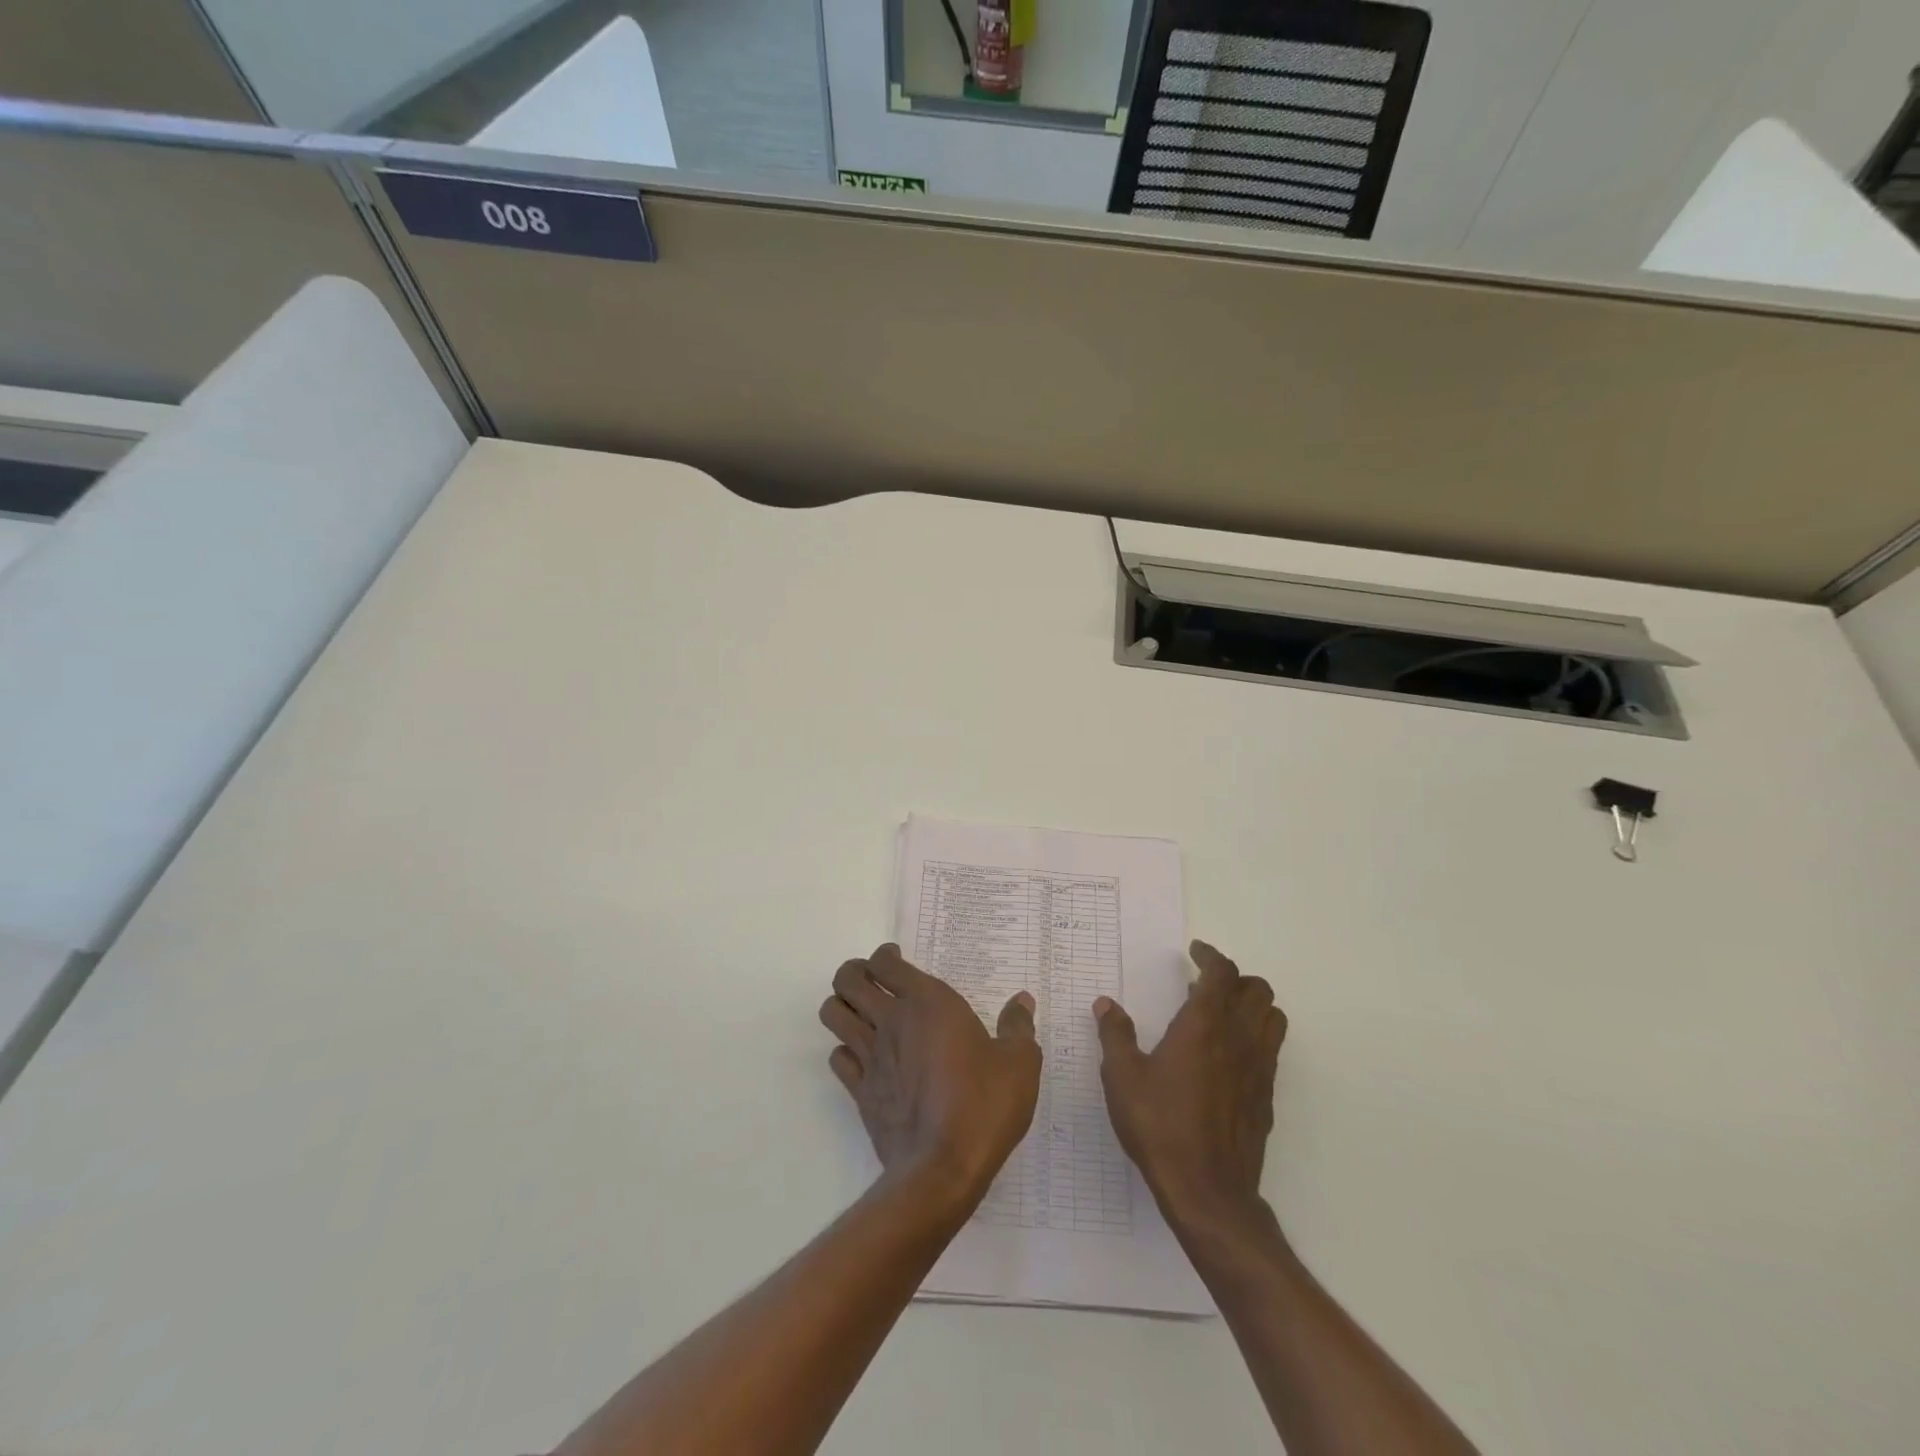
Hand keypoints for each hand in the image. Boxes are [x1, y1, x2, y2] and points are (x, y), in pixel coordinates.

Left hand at [820, 944, 1040, 1201]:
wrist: (943, 1167)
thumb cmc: (984, 1104)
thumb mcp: (1019, 1063)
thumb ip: (1019, 1026)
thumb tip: (1022, 1001)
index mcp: (927, 1002)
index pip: (885, 962)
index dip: (885, 955)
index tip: (896, 959)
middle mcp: (891, 1020)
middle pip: (848, 979)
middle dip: (854, 973)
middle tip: (873, 981)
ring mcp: (871, 1056)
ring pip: (833, 1014)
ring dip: (841, 1006)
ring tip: (861, 1013)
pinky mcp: (860, 1091)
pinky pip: (838, 1058)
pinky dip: (845, 1052)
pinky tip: (864, 1059)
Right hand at [1094, 940, 1285, 1225]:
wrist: (1208, 1191)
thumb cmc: (1160, 1126)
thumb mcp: (1123, 1077)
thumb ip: (1115, 1035)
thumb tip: (1106, 1005)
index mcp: (1204, 1025)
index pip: (1222, 973)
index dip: (1211, 955)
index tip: (1195, 951)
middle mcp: (1238, 1039)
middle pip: (1257, 989)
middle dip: (1235, 978)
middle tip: (1204, 984)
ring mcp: (1258, 1069)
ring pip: (1272, 1017)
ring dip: (1252, 1005)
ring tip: (1221, 1014)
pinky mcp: (1266, 1097)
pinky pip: (1271, 1050)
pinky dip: (1256, 1036)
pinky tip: (1227, 1056)